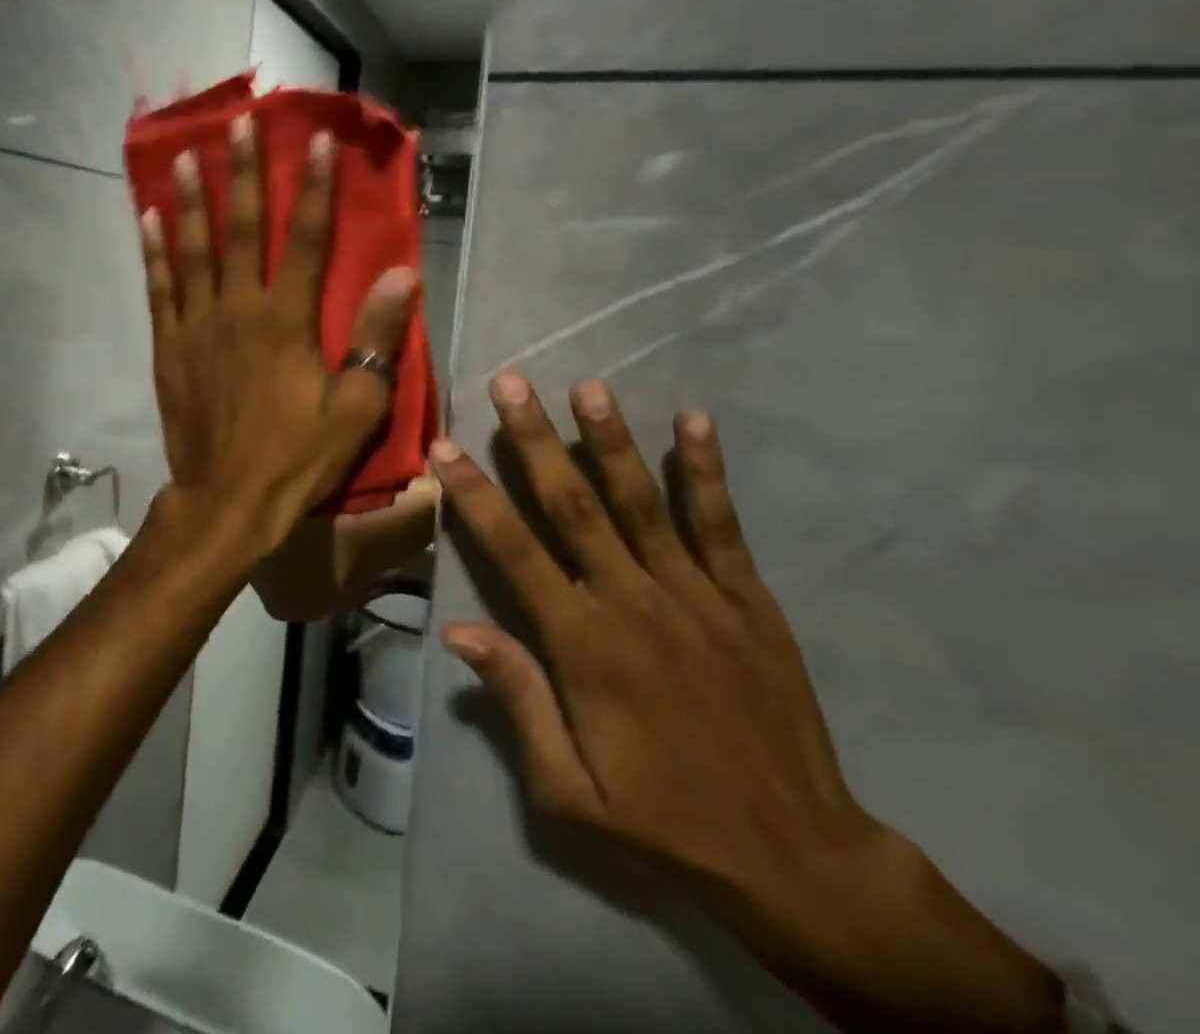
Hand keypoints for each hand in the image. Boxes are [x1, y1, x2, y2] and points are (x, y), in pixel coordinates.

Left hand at [142, 113, 417, 548]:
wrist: (228, 500)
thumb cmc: (298, 456)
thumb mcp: (355, 408)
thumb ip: (375, 339)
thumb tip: (403, 276)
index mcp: (286, 320)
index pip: (306, 240)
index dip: (314, 188)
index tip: (314, 140)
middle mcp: (238, 308)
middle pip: (243, 229)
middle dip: (245, 173)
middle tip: (239, 124)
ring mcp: (197, 325)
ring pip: (193, 249)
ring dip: (190, 200)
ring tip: (185, 156)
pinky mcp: (169, 346)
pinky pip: (160, 288)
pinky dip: (155, 251)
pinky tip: (149, 218)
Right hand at [432, 375, 1065, 1033]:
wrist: (798, 860)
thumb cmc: (666, 821)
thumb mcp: (570, 791)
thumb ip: (517, 700)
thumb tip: (457, 630)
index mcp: (583, 645)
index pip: (514, 550)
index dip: (476, 494)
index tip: (445, 445)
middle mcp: (633, 603)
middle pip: (573, 505)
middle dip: (537, 440)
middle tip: (511, 383)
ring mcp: (695, 596)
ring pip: (643, 501)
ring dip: (612, 439)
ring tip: (589, 386)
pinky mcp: (747, 600)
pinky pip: (721, 525)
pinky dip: (705, 472)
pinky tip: (694, 422)